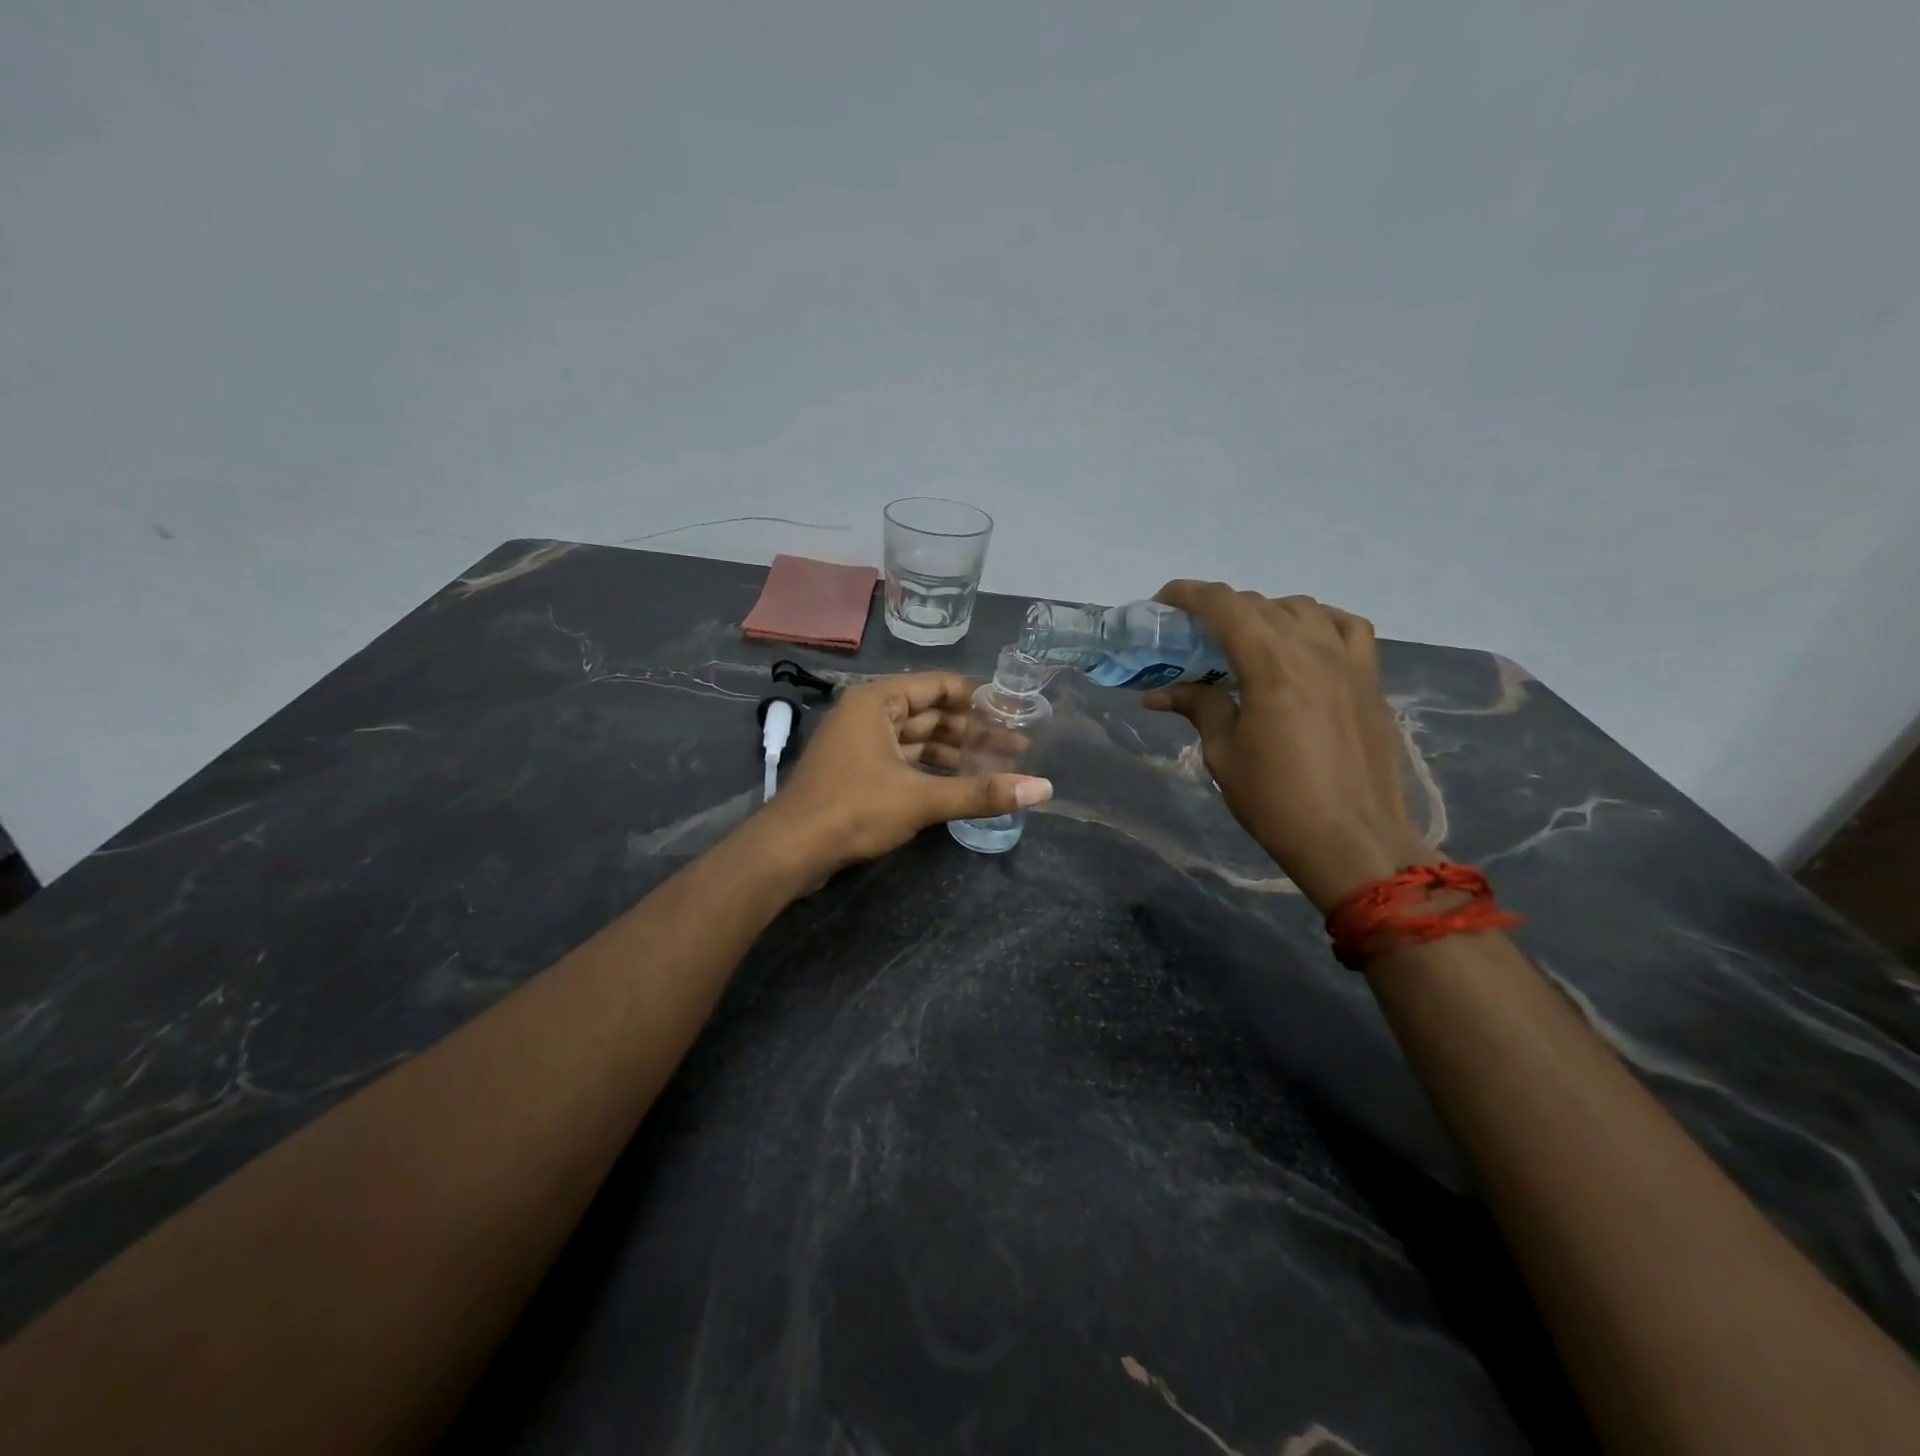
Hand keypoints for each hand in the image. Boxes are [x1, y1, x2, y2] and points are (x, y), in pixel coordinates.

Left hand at [762, 673, 1052, 876]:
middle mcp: (868, 714)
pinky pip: (904, 762)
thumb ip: (981, 792)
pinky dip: (932, 771)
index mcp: (878, 701)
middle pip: (931, 715)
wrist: (791, 849)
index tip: (1014, 710)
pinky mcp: (858, 773)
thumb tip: (1043, 789)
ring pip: (917, 741)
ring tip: (998, 768)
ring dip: (954, 754)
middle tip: (1017, 747)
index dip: (978, 697)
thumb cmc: (854, 809)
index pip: (938, 686)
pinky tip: (961, 785)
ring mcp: (860, 745)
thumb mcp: (921, 798)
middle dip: (972, 732)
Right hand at [1143, 582, 1429, 910]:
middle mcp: (1312, 648)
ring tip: (1245, 641)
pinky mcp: (1370, 678)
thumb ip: (1199, 708)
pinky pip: (1346, 627)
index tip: (1162, 603)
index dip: (1188, 595)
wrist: (1353, 840)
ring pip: (1302, 608)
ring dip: (1265, 613)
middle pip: (1259, 604)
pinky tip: (1305, 643)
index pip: (1223, 605)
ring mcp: (1349, 659)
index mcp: (1270, 663)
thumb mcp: (1224, 754)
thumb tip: (1160, 693)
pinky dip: (1318, 622)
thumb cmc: (1277, 801)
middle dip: (1219, 609)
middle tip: (1192, 636)